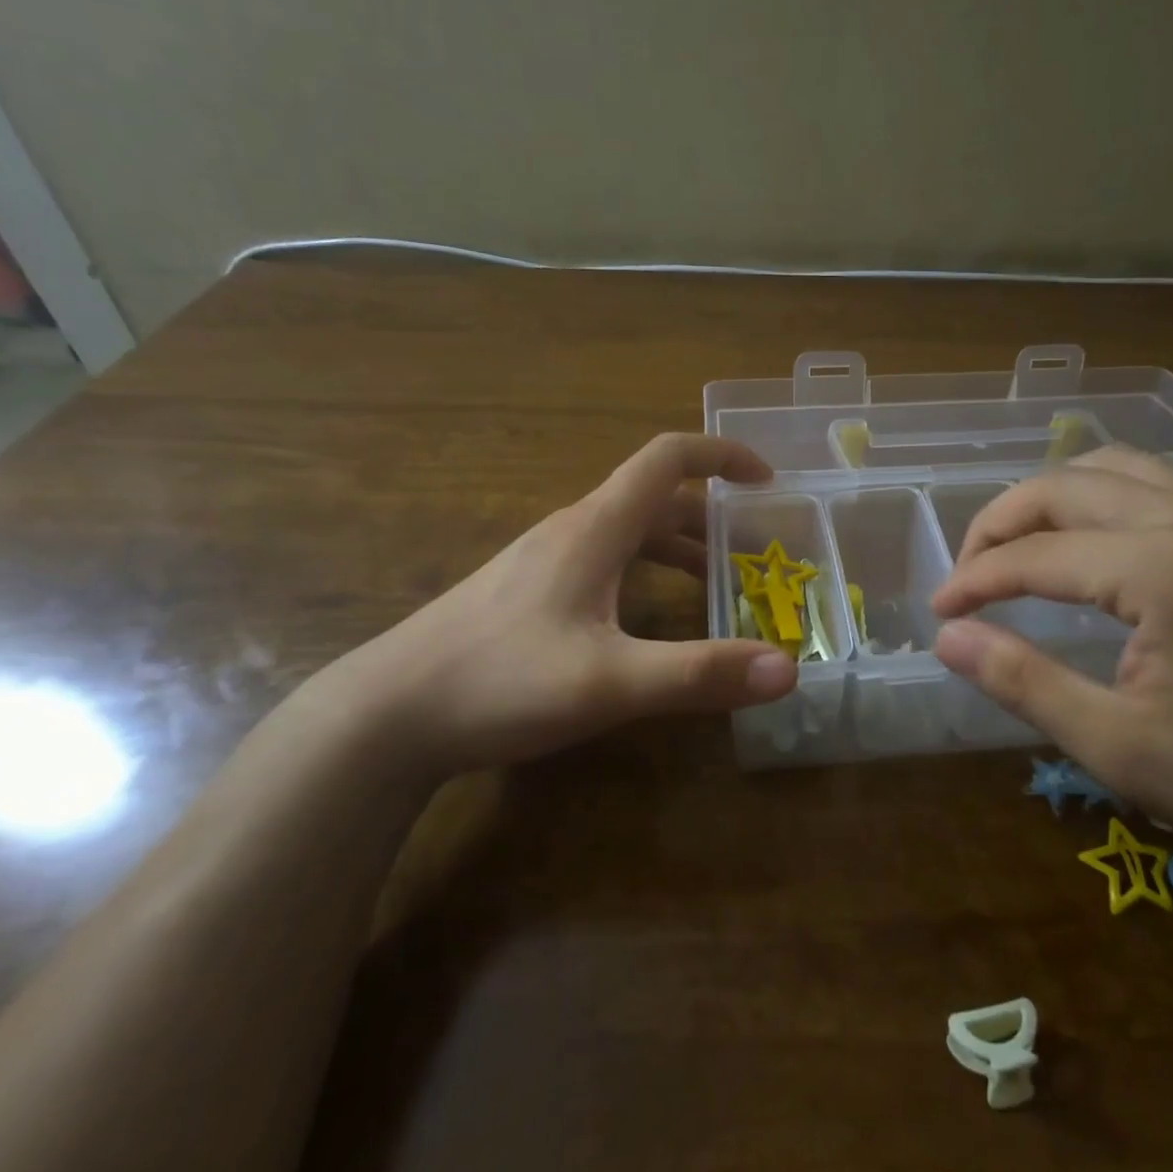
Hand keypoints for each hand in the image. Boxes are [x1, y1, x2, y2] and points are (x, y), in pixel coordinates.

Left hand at [321, 433, 797, 774]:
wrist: (385, 716)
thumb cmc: (499, 682)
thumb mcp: (610, 683)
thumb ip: (700, 674)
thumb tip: (788, 670)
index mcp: (595, 528)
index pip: (667, 458)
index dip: (721, 455)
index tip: (766, 479)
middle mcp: (572, 531)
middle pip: (654, 500)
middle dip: (712, 517)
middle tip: (755, 551)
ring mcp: (545, 561)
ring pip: (628, 535)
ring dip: (679, 550)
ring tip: (719, 588)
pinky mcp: (528, 593)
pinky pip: (604, 564)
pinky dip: (645, 576)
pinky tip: (648, 622)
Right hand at [929, 447, 1172, 892]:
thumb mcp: (1122, 749)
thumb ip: (1024, 682)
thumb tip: (948, 639)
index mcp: (1163, 568)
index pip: (1035, 555)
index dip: (975, 581)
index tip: (939, 614)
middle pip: (1064, 487)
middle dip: (999, 523)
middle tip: (967, 574)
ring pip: (1112, 468)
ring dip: (1050, 498)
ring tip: (1017, 545)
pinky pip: (1155, 483)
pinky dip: (1100, 495)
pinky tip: (1090, 538)